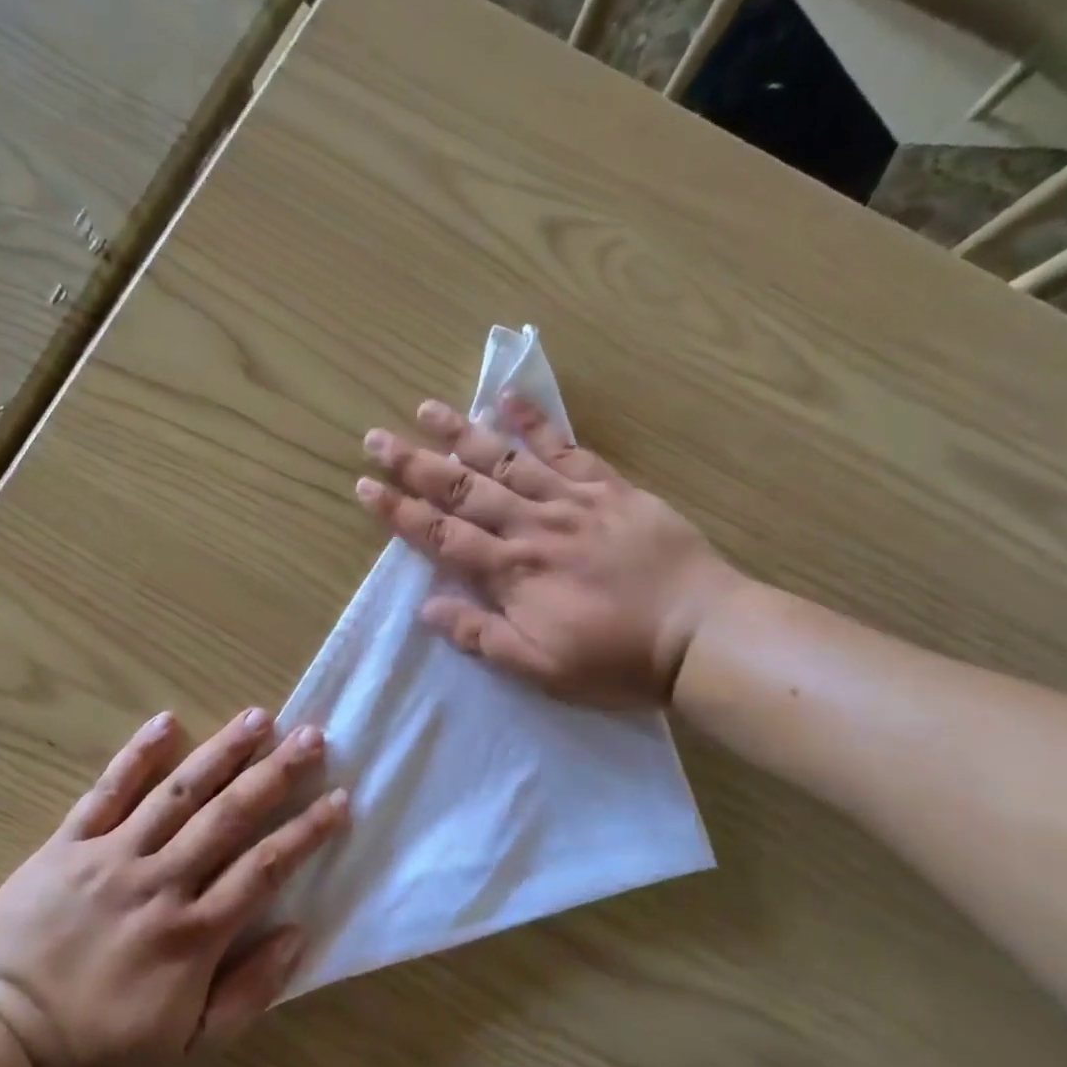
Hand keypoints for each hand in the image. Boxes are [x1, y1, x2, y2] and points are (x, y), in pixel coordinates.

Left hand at [0, 708, 345, 1066]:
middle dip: (276, 773)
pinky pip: (107, 792)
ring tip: (259, 717)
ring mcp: (112, 857)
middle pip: (230, 816)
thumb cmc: (100, 1051)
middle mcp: (161, 883)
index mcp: (194, 933)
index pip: (265, 867)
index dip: (307, 830)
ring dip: (222, 752)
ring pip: (178, 793)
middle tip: (312, 736)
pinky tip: (167, 721)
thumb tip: (297, 932)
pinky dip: (137, 756)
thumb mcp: (189, 1046)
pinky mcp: (68, 846)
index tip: (340, 798)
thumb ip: (249, 992)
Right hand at [356, 394, 745, 706]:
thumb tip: (427, 608)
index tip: (365, 487)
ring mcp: (573, 501)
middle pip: (463, 488)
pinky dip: (537, 422)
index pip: (442, 536)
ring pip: (506, 460)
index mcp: (513, 572)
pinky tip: (508, 399)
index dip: (400, 512)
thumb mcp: (541, 668)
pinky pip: (567, 448)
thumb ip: (482, 636)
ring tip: (426, 409)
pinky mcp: (610, 488)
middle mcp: (533, 526)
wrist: (700, 634)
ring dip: (462, 434)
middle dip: (415, 463)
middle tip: (376, 438)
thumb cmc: (617, 660)